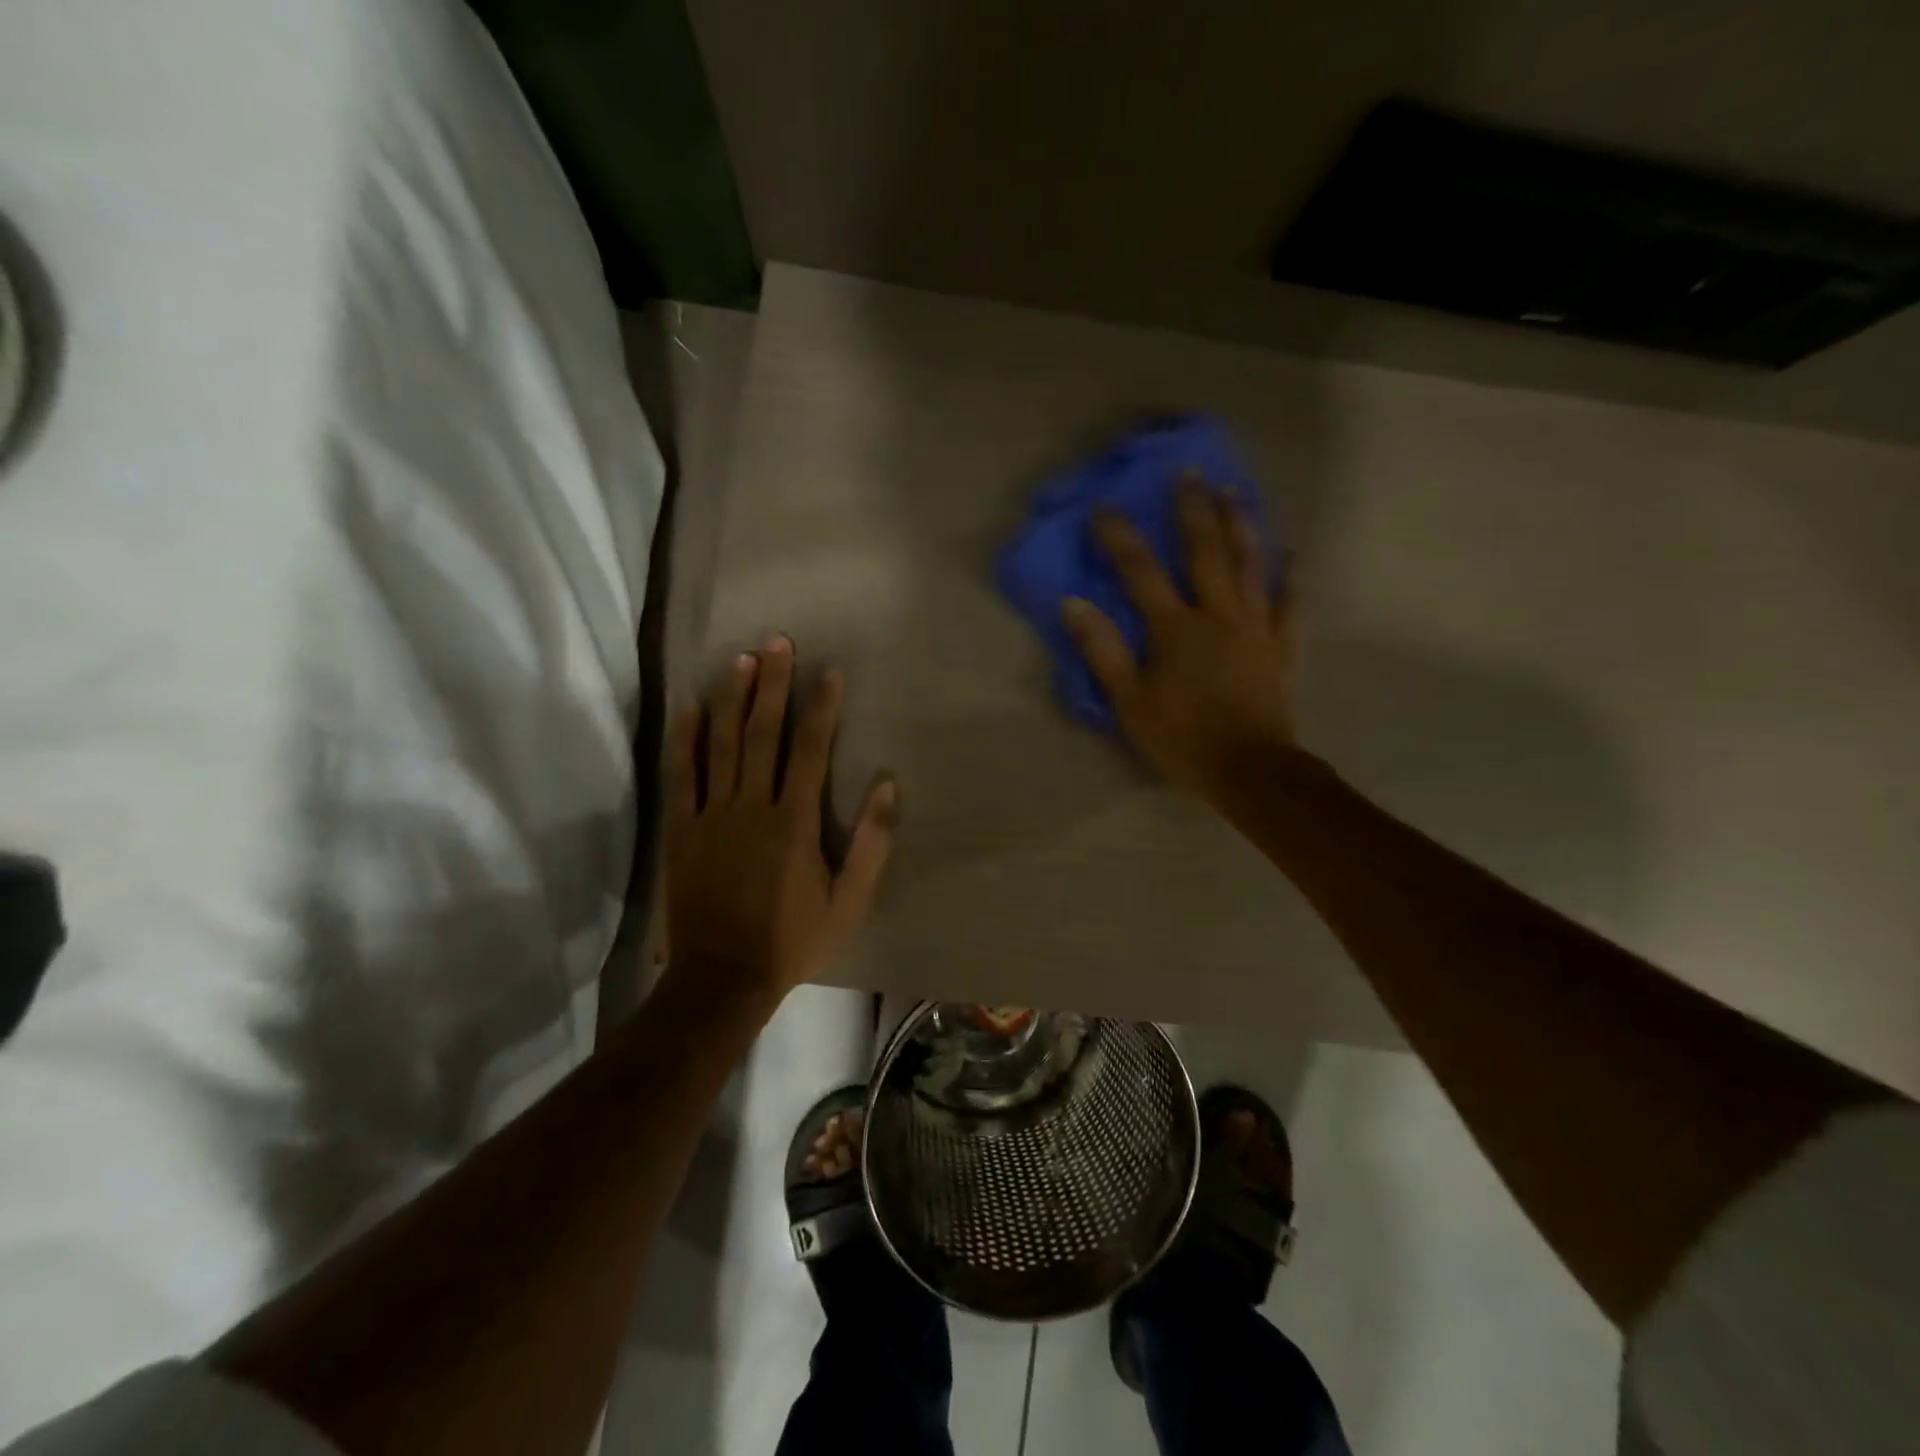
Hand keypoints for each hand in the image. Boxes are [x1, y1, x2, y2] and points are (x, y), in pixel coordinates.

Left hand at [665, 636, 897, 1001]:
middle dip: (773, 684)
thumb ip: (871, 842)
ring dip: (732, 698)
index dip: (820, 707)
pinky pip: (682, 774)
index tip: (828, 671)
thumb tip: (887, 784)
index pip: (809, 749)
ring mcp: (711, 815)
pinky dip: (686, 738)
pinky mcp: (681, 829)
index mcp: (793, 821)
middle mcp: (751, 806)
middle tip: (778, 641)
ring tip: (741, 658)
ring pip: (722, 744)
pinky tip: (692, 706)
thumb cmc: (793, 939)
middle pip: (763, 733)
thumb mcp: (849, 901)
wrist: (722, 977)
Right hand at [1061, 480, 1298, 805]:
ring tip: (1236, 492)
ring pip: (1252, 566)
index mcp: (1176, 629)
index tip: (1103, 508)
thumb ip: (1103, 651)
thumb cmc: (1182, 739)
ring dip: (1242, 525)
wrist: (1248, 771)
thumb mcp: (1130, 702)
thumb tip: (1074, 604)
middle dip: (1195, 510)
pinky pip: (1289, 605)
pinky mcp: (1280, 648)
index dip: (1120, 538)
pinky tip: (1291, 554)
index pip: (1141, 572)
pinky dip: (1291, 578)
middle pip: (1207, 552)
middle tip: (1191, 472)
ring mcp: (1255, 628)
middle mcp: (1219, 615)